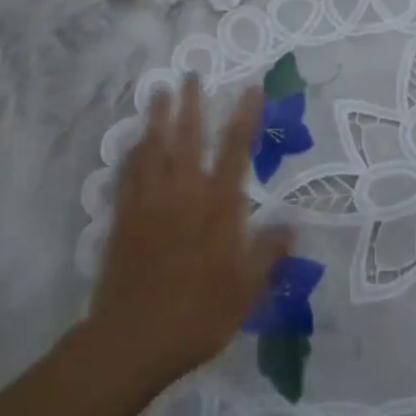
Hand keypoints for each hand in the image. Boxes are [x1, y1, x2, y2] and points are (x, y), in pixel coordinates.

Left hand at [83, 75, 291, 391]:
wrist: (131, 342)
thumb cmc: (196, 315)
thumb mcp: (245, 290)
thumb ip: (267, 252)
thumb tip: (292, 223)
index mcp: (218, 205)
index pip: (235, 148)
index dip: (245, 114)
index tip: (251, 86)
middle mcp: (184, 193)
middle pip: (187, 137)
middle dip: (190, 103)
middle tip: (189, 74)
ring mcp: (149, 203)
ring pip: (153, 148)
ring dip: (155, 117)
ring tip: (157, 91)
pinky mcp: (122, 219)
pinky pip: (126, 176)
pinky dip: (129, 154)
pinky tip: (129, 143)